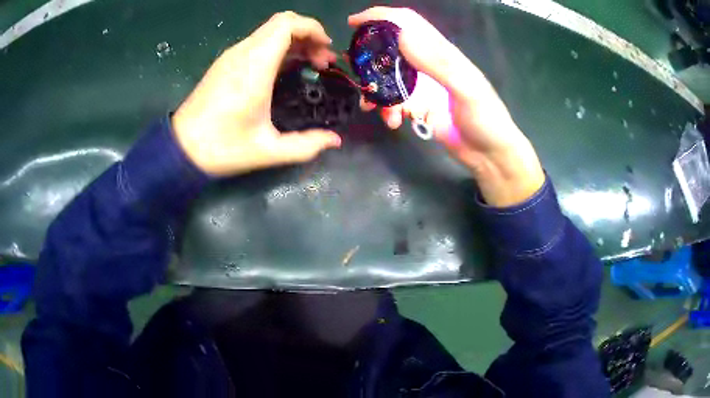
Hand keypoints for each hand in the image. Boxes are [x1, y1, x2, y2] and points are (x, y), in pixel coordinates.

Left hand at [173, 12, 341, 176]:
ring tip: (309, 66)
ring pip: (269, 31)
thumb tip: (335, 141)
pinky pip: (258, 43)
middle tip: (322, 62)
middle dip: (308, 35)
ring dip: (294, 41)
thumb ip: (305, 145)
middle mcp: (242, 53)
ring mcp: (231, 57)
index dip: (313, 29)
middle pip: (281, 23)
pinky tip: (285, 70)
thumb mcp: (267, 151)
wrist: (180, 149)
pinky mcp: (225, 63)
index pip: (287, 24)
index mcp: (255, 67)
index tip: (327, 50)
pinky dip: (278, 48)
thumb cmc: (221, 148)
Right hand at [349, 7, 544, 206]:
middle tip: (352, 68)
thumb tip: (401, 36)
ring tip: (370, 105)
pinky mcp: (417, 106)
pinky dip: (386, 109)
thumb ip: (437, 63)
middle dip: (369, 57)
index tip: (354, 22)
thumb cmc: (487, 120)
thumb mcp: (467, 89)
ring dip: (374, 89)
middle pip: (391, 48)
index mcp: (441, 53)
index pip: (408, 23)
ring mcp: (421, 86)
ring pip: (386, 78)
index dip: (382, 17)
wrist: (489, 155)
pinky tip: (392, 121)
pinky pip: (392, 102)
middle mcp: (427, 64)